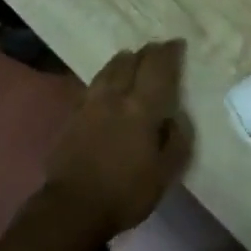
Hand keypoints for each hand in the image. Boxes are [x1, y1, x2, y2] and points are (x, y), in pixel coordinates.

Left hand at [44, 40, 192, 239]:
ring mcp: (90, 103)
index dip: (169, 52)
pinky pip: (93, 84)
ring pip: (109, 68)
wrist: (73, 207)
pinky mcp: (72, 115)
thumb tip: (176, 118)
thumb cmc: (126, 192)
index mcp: (141, 107)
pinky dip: (106, 76)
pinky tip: (107, 84)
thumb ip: (176, 141)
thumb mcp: (165, 173)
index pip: (157, 67)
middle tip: (157, 50)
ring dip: (124, 60)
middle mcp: (115, 96)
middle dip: (146, 52)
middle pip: (131, 61)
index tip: (177, 44)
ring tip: (132, 60)